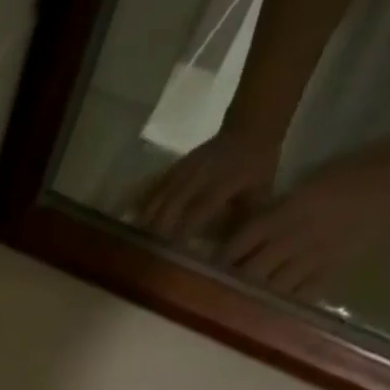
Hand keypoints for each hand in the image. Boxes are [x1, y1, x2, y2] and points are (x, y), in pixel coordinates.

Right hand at [129, 126, 282, 244]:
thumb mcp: (259, 194)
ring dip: (144, 226)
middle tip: (146, 261)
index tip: (171, 258)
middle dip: (157, 235)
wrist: (249, 129)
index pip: (197, 212)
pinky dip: (139, 211)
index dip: (182, 235)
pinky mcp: (172, 170)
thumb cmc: (257, 168)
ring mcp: (182, 171)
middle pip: (168, 208)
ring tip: (134, 250)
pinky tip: (130, 228)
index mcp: (222, 182)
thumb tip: (227, 254)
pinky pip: (150, 193)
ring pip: (156, 201)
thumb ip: (242, 223)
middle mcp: (198, 176)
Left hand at [219, 158, 389, 299]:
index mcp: (288, 209)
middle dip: (231, 282)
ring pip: (269, 288)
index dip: (222, 257)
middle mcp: (296, 237)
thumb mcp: (308, 185)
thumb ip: (276, 211)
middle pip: (250, 270)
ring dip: (252, 296)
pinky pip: (298, 296)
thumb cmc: (356, 175)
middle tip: (214, 290)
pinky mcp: (331, 273)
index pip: (241, 240)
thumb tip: (243, 235)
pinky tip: (268, 309)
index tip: (204, 266)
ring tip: (235, 303)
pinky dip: (281, 303)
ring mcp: (314, 258)